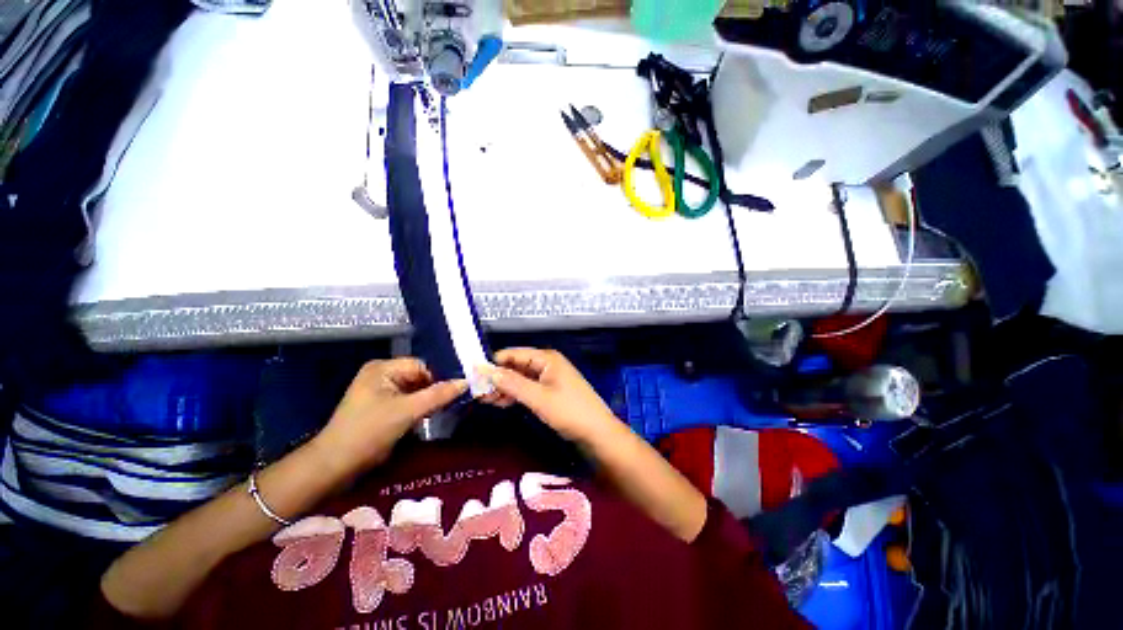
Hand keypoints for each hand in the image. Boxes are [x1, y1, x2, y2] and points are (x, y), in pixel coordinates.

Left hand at [313, 358, 465, 479]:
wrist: (334, 466)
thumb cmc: (368, 432)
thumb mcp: (407, 412)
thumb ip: (438, 395)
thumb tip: (465, 382)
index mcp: (382, 368)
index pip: (422, 366)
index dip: (438, 379)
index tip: (453, 395)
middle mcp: (381, 374)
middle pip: (419, 377)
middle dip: (433, 391)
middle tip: (450, 405)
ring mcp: (379, 391)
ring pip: (415, 390)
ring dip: (427, 401)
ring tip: (440, 413)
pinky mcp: (380, 406)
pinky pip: (407, 401)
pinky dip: (418, 409)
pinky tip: (426, 419)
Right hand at [480, 348, 619, 444]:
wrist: (597, 433)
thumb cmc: (569, 411)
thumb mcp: (538, 397)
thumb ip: (512, 383)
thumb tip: (485, 370)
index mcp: (546, 359)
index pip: (513, 354)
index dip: (493, 363)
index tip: (473, 375)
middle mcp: (546, 364)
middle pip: (516, 366)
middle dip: (497, 378)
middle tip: (477, 393)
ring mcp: (548, 378)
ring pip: (520, 379)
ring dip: (504, 388)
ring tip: (486, 401)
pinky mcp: (549, 392)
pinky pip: (527, 389)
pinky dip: (514, 395)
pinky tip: (501, 403)